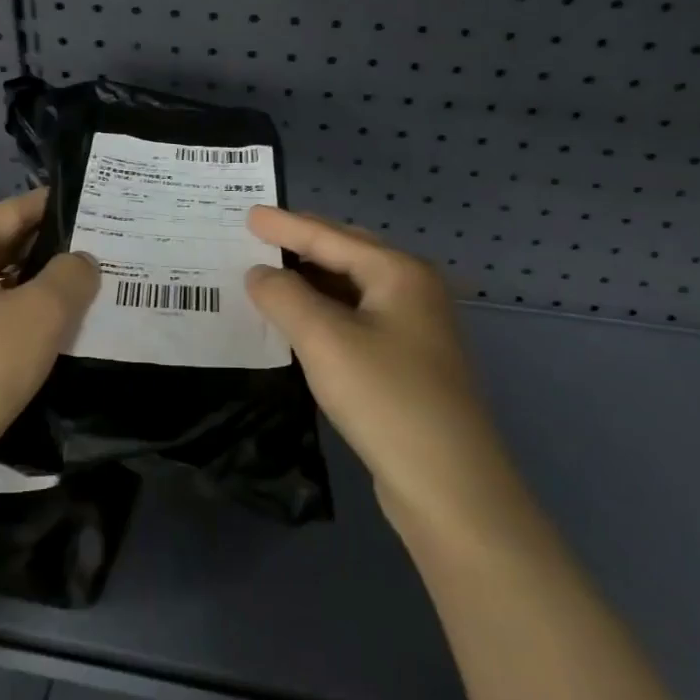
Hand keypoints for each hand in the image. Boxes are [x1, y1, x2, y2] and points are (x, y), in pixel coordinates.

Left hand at [0, 188, 97, 507]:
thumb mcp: (43, 315)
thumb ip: (72, 276)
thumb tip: (79, 262)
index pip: (14, 210)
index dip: (56, 208)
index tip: (95, 213)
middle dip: (46, 255)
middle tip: (94, 264)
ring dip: (26, 294)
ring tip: (72, 306)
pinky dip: (3, 324)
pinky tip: (32, 347)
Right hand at [245, 207, 508, 538]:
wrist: (450, 486)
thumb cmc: (386, 398)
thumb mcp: (324, 339)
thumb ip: (284, 296)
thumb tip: (259, 273)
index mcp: (399, 273)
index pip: (331, 237)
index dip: (286, 225)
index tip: (249, 213)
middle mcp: (413, 291)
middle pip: (347, 255)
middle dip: (303, 244)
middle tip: (259, 236)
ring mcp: (415, 329)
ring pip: (352, 289)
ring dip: (312, 281)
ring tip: (270, 274)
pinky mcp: (407, 363)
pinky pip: (356, 320)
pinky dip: (324, 313)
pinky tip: (300, 322)